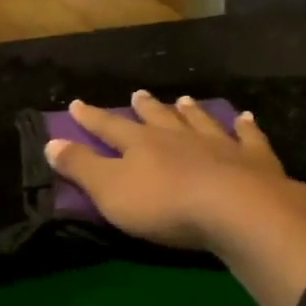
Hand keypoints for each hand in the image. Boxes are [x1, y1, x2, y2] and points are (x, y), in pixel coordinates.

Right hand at [45, 93, 305, 305]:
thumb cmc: (164, 205)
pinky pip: (249, 138)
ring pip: (199, 122)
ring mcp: (219, 145)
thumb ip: (81, 166)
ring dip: (190, 111)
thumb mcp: (110, 190)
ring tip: (184, 100)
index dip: (91, 117)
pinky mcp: (254, 160)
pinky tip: (246, 118)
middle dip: (145, 108)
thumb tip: (51, 142)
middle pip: (157, 118)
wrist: (237, 210)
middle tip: (138, 94)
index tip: (76, 104)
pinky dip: (246, 127)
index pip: (109, 127)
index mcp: (140, 145)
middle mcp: (177, 137)